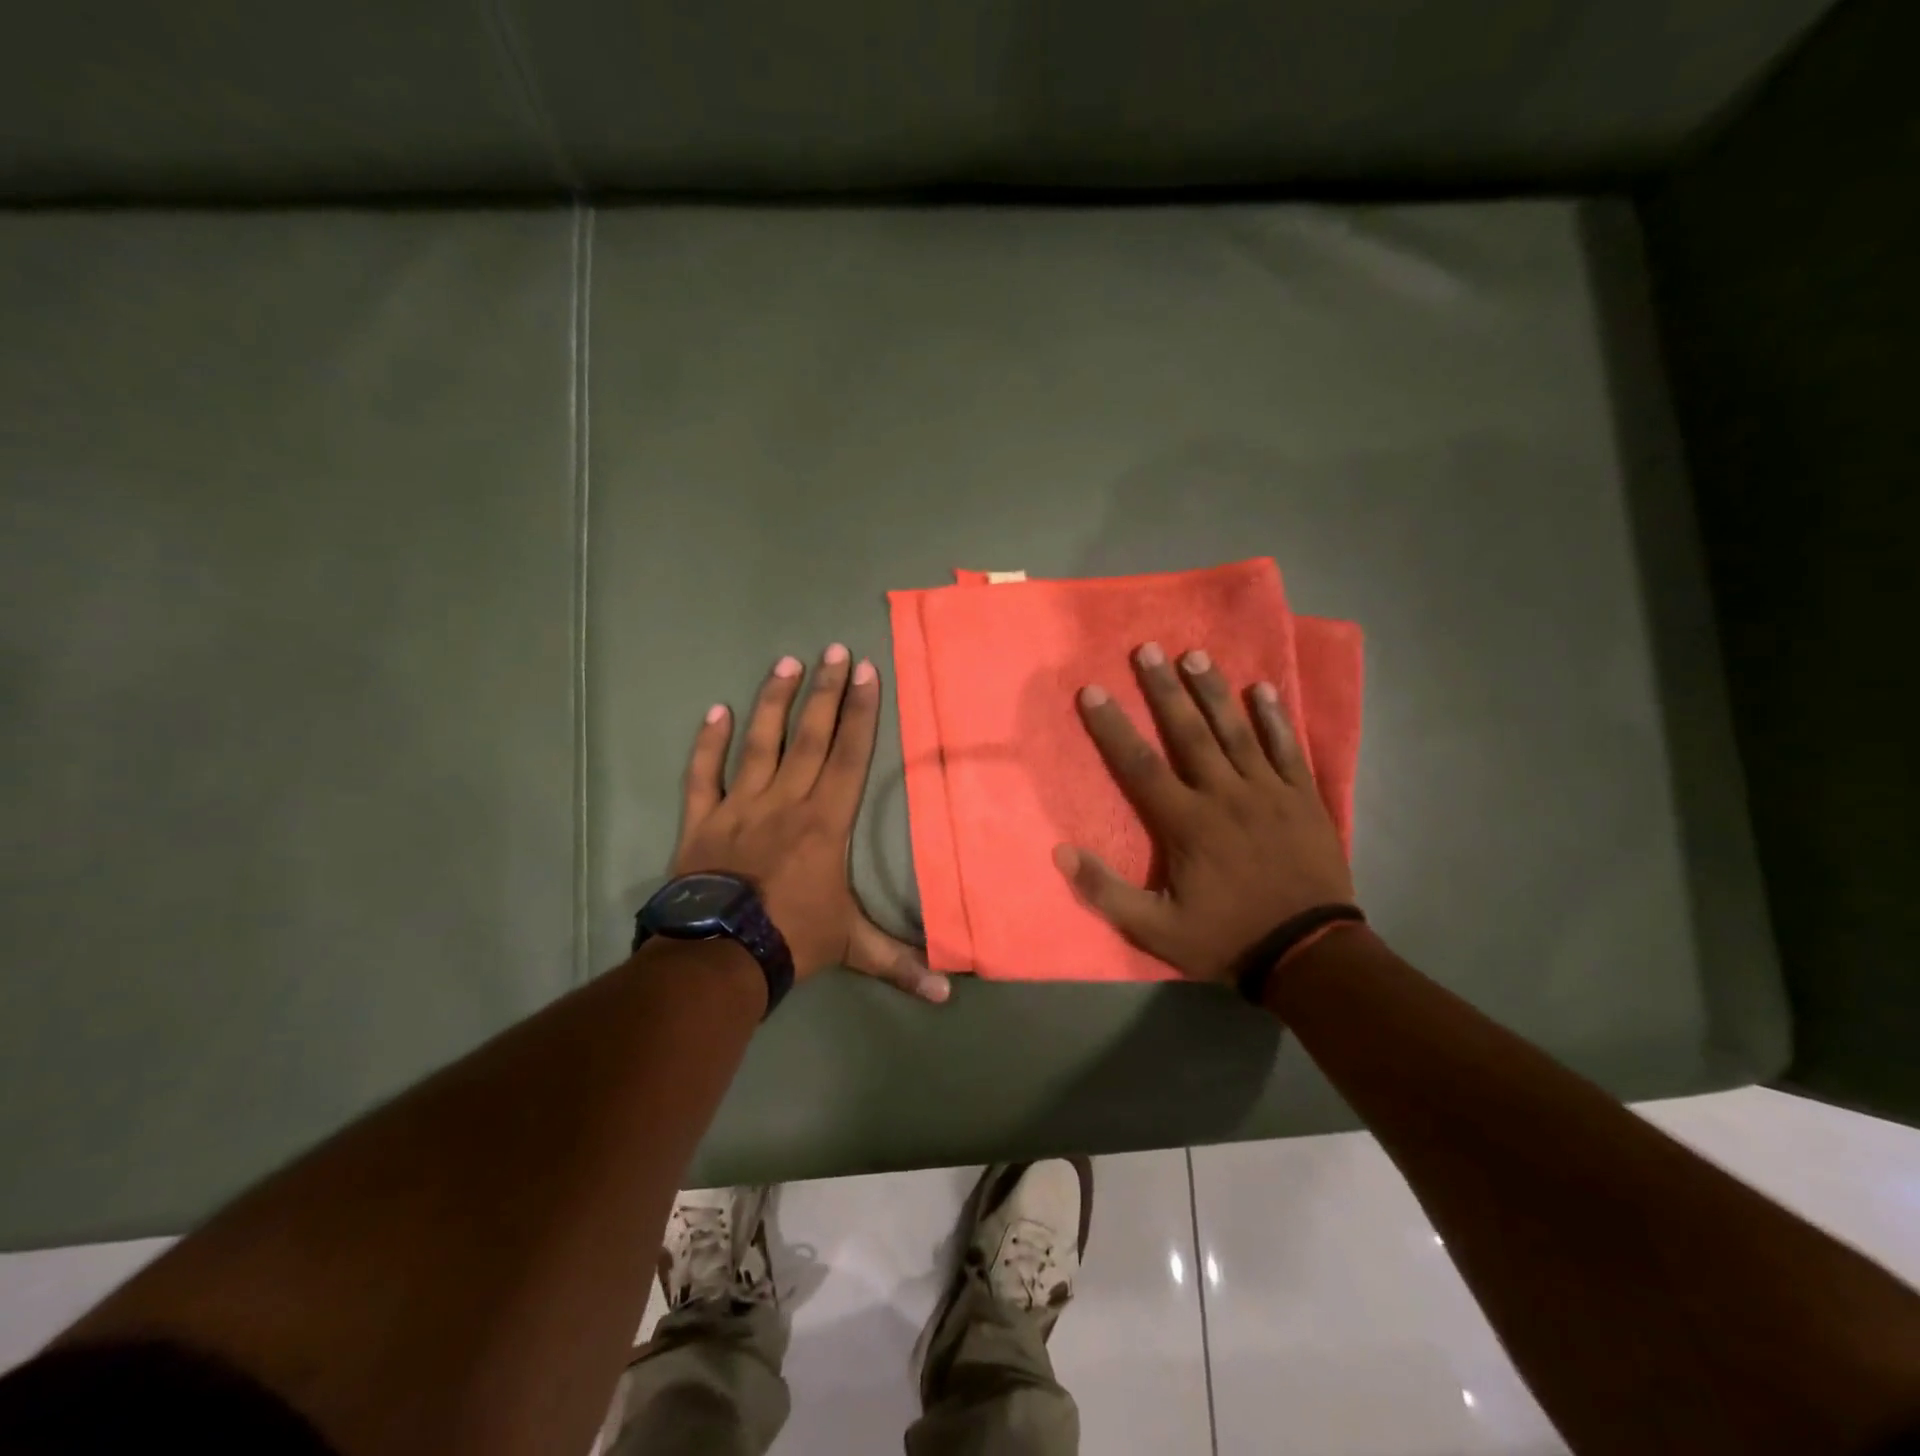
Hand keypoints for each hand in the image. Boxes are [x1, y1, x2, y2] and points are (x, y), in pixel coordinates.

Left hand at [673, 645, 949, 1002]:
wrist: (719, 956)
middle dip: (825, 691)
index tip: (865, 672)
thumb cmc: (791, 939)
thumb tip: (949, 995)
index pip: (848, 755)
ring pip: (759, 743)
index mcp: (825, 821)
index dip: (859, 712)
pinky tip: (716, 711)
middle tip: (833, 650)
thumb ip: (898, 962)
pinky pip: (703, 774)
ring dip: (773, 701)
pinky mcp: (702, 820)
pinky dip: (708, 743)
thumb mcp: (852, 947)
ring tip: (785, 663)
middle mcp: (786, 800)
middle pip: (809, 736)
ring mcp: (740, 805)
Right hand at [1052, 642, 1354, 986]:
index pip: (1140, 765)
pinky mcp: (1304, 798)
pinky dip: (1275, 718)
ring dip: (1214, 692)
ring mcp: (1269, 792)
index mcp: (1187, 823)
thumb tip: (1061, 852)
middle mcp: (1225, 795)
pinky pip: (1288, 749)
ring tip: (1195, 655)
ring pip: (1237, 731)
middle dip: (1164, 689)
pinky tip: (1264, 689)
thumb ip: (1105, 892)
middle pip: (1189, 733)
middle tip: (1147, 649)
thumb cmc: (1227, 938)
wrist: (1309, 954)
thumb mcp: (1156, 930)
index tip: (1092, 691)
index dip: (1112, 726)